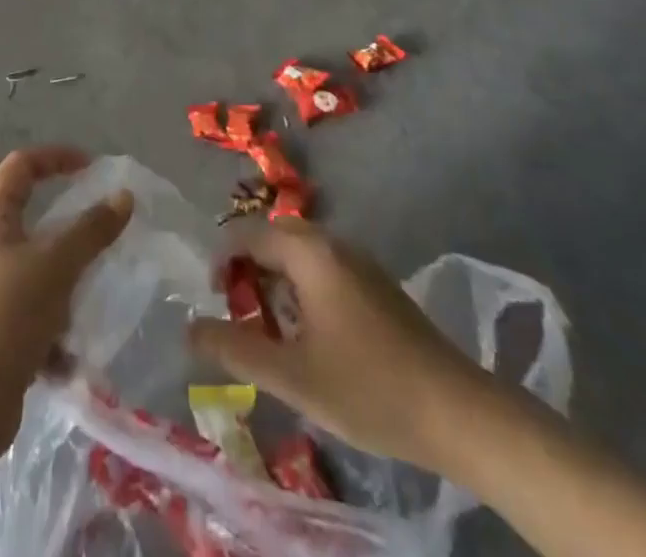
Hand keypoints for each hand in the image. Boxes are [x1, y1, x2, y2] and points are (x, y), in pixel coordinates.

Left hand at [0, 148, 132, 459]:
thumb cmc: (4, 315)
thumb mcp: (56, 265)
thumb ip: (92, 230)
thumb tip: (123, 197)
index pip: (21, 166)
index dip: (55, 157)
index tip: (91, 168)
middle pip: (31, 220)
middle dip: (69, 229)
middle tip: (103, 235)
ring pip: (36, 273)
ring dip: (66, 285)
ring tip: (93, 299)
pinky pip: (32, 320)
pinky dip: (54, 334)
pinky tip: (71, 358)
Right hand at [189, 220, 499, 474]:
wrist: (456, 411)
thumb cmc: (368, 388)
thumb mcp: (293, 376)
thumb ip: (236, 349)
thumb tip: (189, 328)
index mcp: (310, 253)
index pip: (248, 234)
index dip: (222, 261)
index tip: (212, 300)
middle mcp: (332, 243)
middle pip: (274, 238)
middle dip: (248, 268)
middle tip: (234, 312)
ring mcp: (358, 261)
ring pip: (300, 254)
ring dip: (274, 279)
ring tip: (265, 327)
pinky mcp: (375, 283)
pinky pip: (323, 267)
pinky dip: (300, 287)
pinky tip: (306, 333)